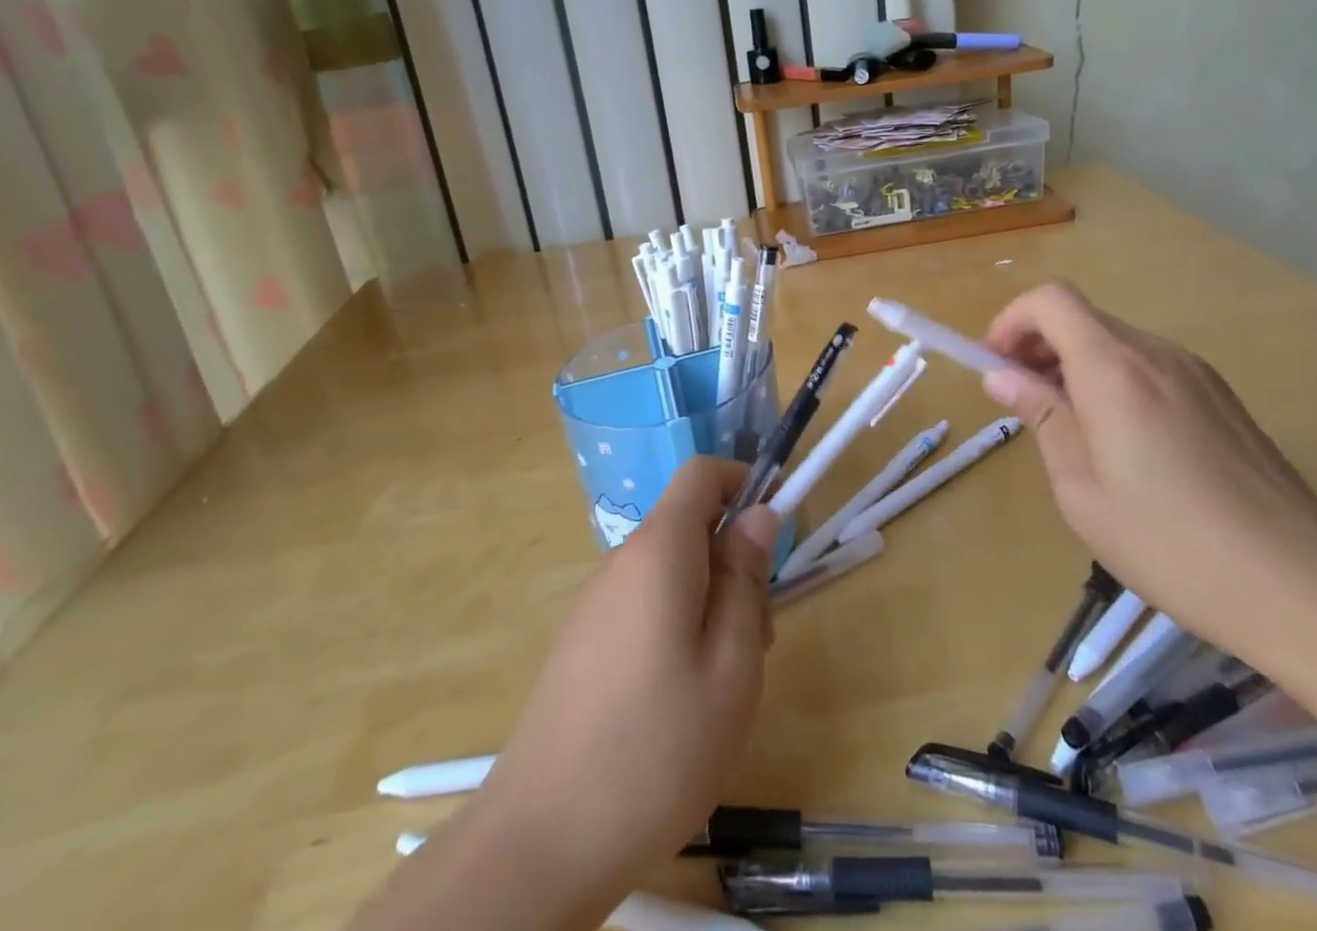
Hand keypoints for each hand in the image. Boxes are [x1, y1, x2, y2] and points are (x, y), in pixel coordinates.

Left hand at [374, 458, 779, 930]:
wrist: (541, 843)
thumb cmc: (658, 749)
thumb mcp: (731, 664)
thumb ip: (746, 577)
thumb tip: (759, 513)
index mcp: (658, 551)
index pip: (701, 473)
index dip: (744, 483)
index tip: (775, 533)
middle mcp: (621, 562)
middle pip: (690, 527)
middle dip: (734, 561)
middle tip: (755, 640)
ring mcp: (595, 604)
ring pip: (671, 572)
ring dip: (710, 602)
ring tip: (722, 684)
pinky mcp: (582, 643)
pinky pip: (643, 606)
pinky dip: (677, 627)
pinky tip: (680, 702)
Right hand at [981, 281, 1316, 657]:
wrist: (1301, 585)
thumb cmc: (1171, 544)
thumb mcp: (1081, 490)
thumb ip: (1042, 418)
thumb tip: (1002, 376)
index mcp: (1114, 370)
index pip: (1052, 300)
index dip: (1013, 320)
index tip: (996, 364)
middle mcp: (1157, 354)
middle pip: (1083, 318)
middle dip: (1039, 344)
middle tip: (1023, 399)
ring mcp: (1196, 372)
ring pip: (1116, 341)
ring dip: (1077, 363)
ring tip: (1070, 426)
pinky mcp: (1222, 396)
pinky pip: (1151, 366)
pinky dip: (1115, 379)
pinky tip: (1124, 442)